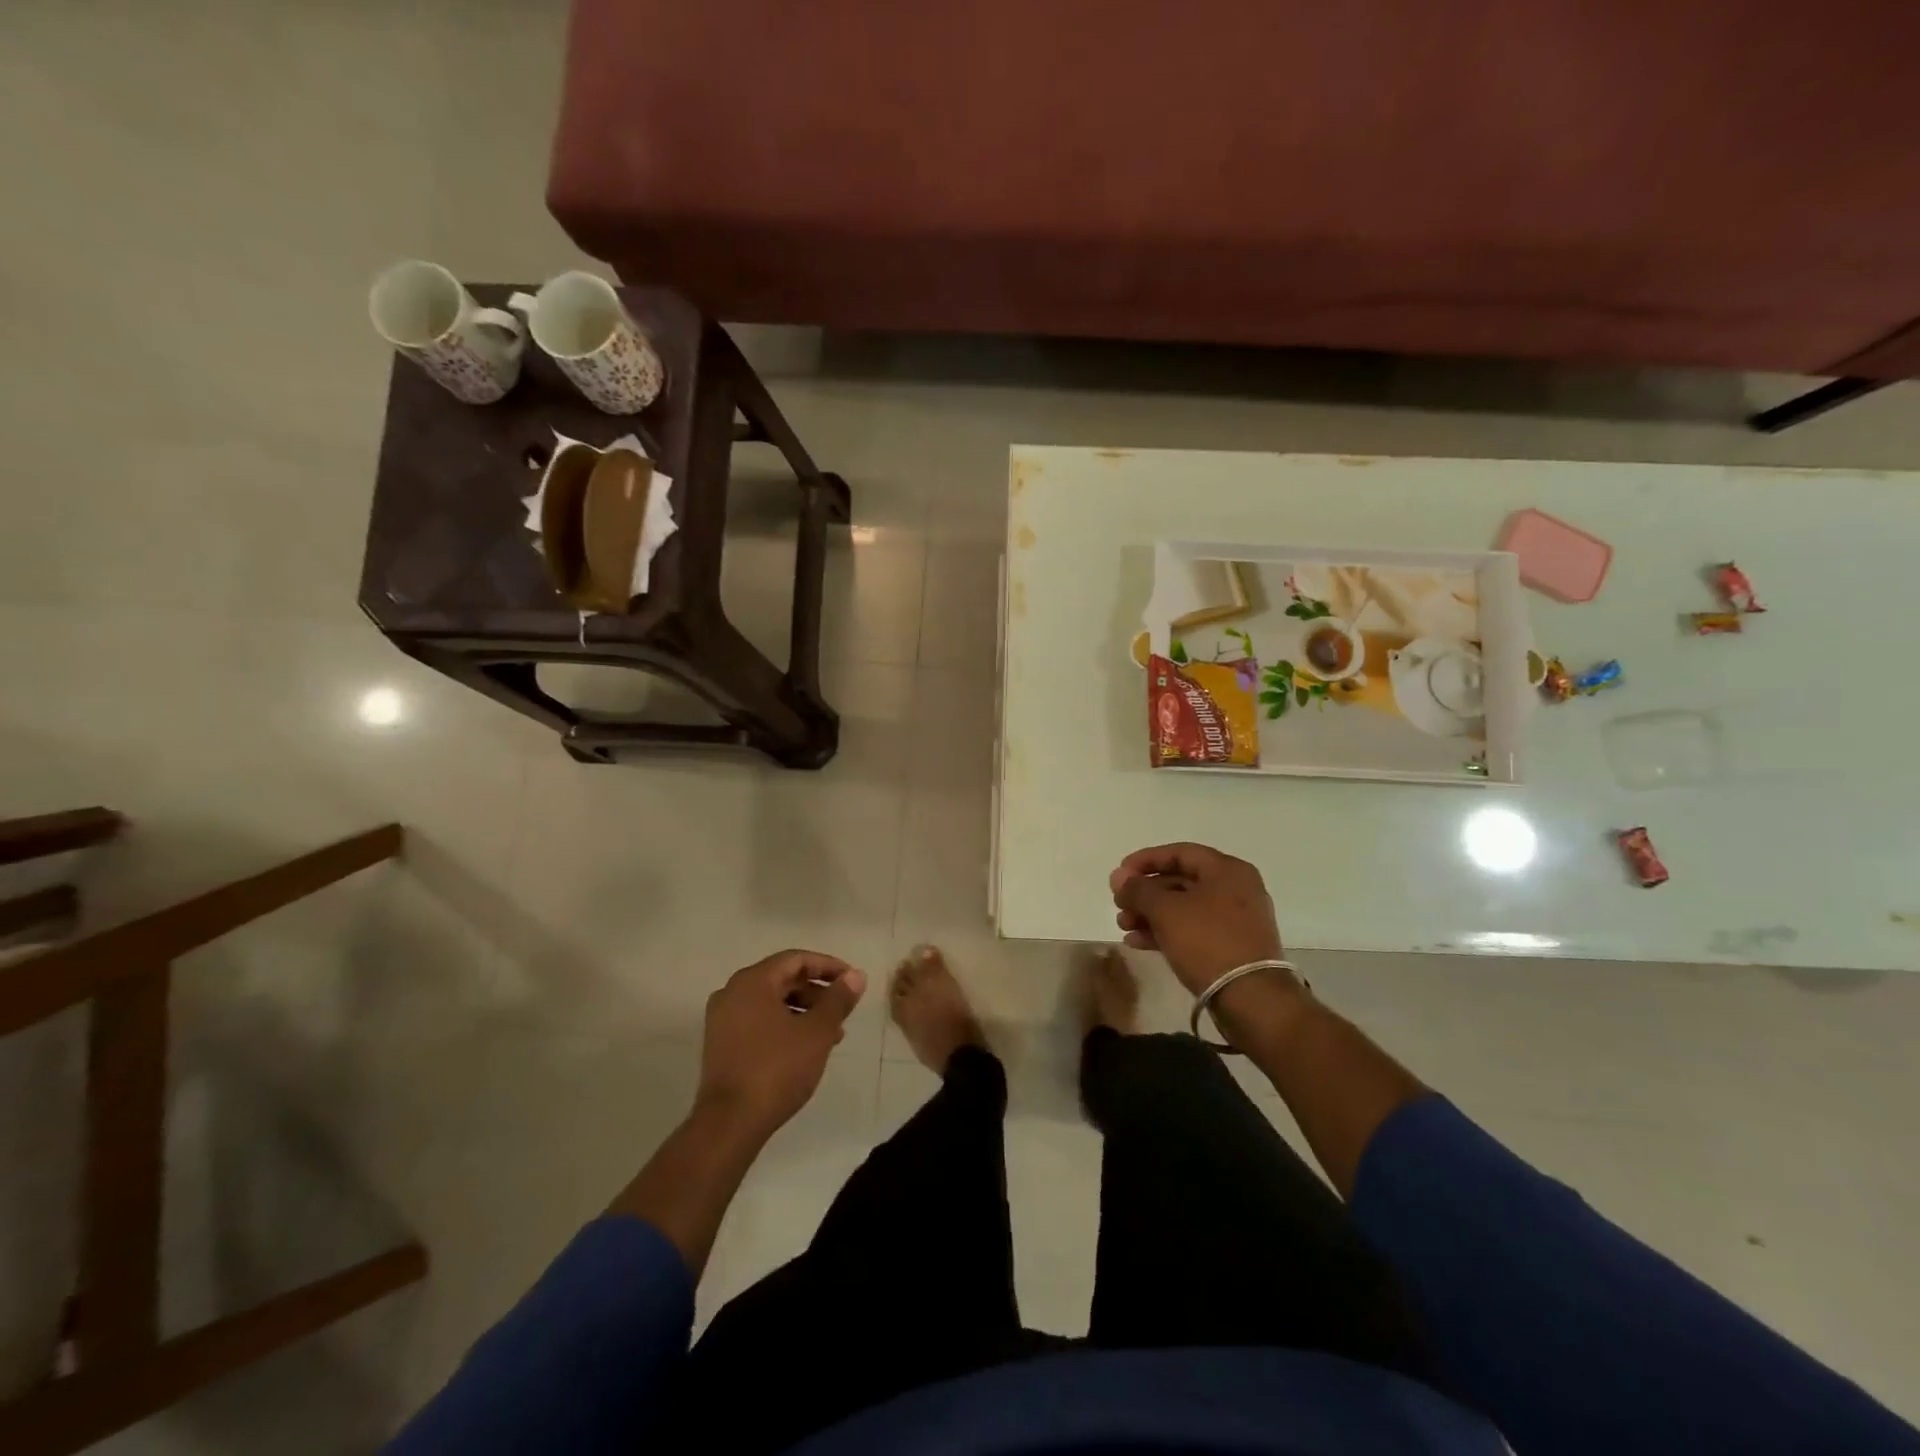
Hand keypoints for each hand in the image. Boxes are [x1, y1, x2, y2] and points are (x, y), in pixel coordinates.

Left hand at [696, 950, 866, 1136]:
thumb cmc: (776, 1069)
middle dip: (817, 992)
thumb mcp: (817, 1032)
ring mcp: (722, 1020)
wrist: (730, 1124)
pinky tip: (805, 1048)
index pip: (796, 959)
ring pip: (771, 1002)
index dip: (828, 966)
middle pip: (782, 979)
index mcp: (753, 981)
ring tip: (831, 1034)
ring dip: (803, 1011)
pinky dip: (784, 1025)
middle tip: (843, 1009)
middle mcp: (732, 993)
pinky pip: (758, 1021)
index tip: (852, 980)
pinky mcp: (721, 1044)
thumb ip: (838, 1000)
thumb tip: (856, 975)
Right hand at [1110, 842, 1288, 995]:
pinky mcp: (1232, 947)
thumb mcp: (1166, 910)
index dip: (1145, 860)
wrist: (1251, 999)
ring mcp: (1236, 920)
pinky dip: (1166, 932)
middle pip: (1180, 881)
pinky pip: (1193, 930)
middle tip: (1119, 906)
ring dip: (1150, 914)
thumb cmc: (1208, 942)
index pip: (1179, 853)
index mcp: (1227, 870)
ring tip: (1124, 927)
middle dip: (1145, 893)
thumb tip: (1119, 876)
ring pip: (1184, 908)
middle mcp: (1236, 889)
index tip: (1119, 875)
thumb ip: (1138, 889)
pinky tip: (1138, 942)